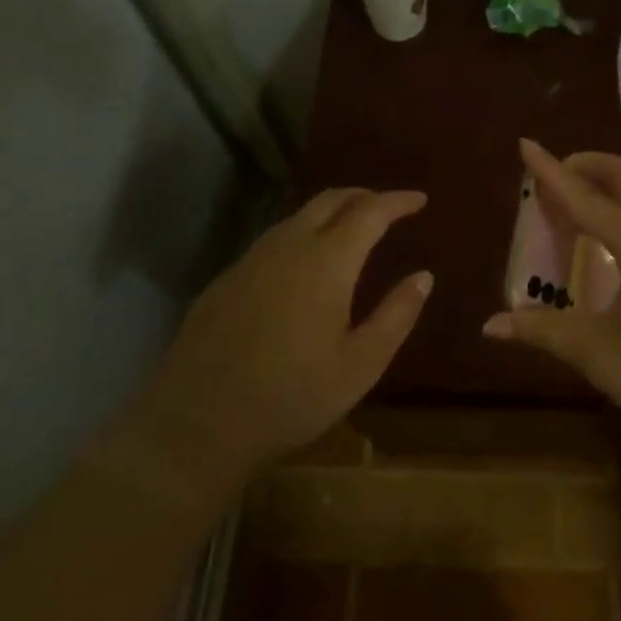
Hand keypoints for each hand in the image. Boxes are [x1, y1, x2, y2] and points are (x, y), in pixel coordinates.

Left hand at [136, 188, 431, 476]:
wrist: (197, 424)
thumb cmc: (292, 396)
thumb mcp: (361, 364)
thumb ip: (397, 314)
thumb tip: (423, 276)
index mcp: (327, 261)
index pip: (370, 211)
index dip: (398, 201)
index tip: (420, 199)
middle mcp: (288, 246)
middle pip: (331, 200)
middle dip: (364, 196)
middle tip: (389, 207)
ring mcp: (251, 259)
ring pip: (298, 216)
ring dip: (332, 212)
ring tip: (352, 229)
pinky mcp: (227, 279)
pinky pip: (274, 239)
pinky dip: (303, 233)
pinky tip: (305, 263)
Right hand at [483, 140, 620, 445]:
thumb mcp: (602, 355)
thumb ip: (546, 331)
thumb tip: (491, 324)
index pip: (585, 198)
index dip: (551, 173)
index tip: (525, 145)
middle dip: (584, 166)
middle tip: (548, 184)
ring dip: (604, 183)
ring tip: (571, 205)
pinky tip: (605, 237)